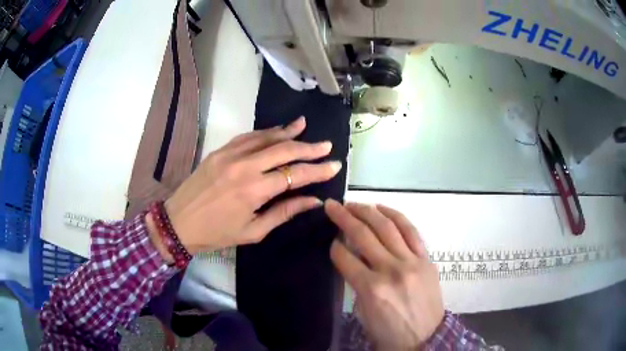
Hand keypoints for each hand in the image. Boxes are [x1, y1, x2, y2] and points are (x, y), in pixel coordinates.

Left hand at [151, 117, 341, 255]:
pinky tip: (275, 130)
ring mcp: (230, 155)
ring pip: (265, 137)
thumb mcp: (253, 231)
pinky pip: (247, 137)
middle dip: (308, 147)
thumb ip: (284, 212)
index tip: (335, 165)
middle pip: (284, 150)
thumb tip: (313, 201)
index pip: (295, 175)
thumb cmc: (217, 234)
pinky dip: (264, 132)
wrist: (178, 223)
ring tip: (304, 125)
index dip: (318, 170)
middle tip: (327, 145)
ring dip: (287, 132)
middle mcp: (244, 166)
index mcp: (254, 191)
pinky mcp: (219, 151)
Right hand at [325, 200, 443, 349]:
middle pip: (363, 235)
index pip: (345, 257)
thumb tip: (351, 259)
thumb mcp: (364, 313)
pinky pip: (411, 231)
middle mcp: (391, 270)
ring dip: (367, 211)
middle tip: (332, 206)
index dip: (334, 246)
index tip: (331, 240)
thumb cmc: (390, 332)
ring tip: (353, 203)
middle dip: (343, 217)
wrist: (426, 338)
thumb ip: (356, 284)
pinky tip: (382, 208)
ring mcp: (411, 261)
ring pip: (387, 227)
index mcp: (372, 289)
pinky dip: (395, 216)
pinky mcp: (426, 258)